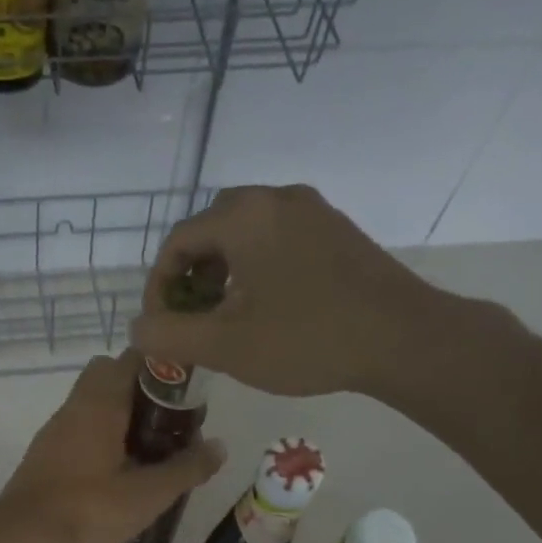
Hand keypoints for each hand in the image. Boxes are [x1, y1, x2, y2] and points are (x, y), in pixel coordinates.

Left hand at [0, 351, 225, 542]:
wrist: (23, 539)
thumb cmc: (89, 510)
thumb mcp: (148, 494)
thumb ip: (186, 468)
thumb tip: (220, 446)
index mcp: (99, 404)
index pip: (130, 358)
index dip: (161, 366)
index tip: (185, 390)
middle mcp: (73, 408)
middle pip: (108, 376)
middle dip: (139, 390)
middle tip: (168, 422)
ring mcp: (54, 432)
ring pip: (91, 404)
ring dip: (119, 415)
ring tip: (150, 449)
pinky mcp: (44, 456)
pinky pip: (78, 429)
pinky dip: (100, 436)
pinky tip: (118, 470)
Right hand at [128, 185, 461, 399]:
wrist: (404, 339)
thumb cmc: (307, 339)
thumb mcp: (225, 345)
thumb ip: (169, 335)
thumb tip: (137, 327)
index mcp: (243, 215)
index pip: (177, 242)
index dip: (159, 286)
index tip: (162, 325)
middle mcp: (276, 198)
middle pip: (211, 230)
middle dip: (192, 275)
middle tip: (191, 317)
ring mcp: (313, 210)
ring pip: (247, 233)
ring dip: (224, 271)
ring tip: (225, 316)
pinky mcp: (338, 230)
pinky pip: (279, 238)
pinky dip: (257, 266)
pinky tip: (267, 306)